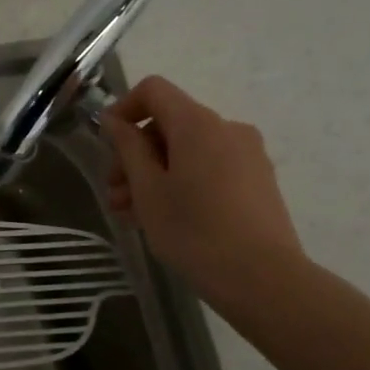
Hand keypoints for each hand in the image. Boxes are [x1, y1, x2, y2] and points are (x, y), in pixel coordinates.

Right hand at [101, 75, 304, 303]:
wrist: (263, 279)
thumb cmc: (193, 230)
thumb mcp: (147, 189)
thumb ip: (128, 147)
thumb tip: (116, 120)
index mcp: (198, 123)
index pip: (153, 90)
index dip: (123, 109)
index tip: (107, 145)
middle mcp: (227, 129)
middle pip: (169, 124)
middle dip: (135, 154)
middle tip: (114, 194)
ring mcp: (248, 156)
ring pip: (187, 151)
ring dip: (154, 174)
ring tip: (132, 215)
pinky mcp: (258, 182)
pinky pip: (209, 168)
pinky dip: (181, 183)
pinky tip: (164, 218)